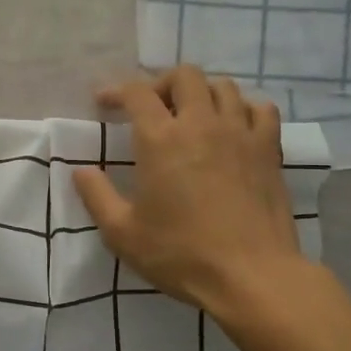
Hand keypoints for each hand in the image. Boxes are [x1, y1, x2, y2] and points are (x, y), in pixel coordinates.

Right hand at [71, 66, 305, 315]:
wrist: (251, 275)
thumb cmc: (181, 255)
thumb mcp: (122, 233)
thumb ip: (97, 196)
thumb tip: (81, 171)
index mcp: (160, 140)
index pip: (137, 93)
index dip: (117, 90)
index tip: (105, 102)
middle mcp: (201, 124)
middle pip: (185, 76)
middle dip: (163, 84)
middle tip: (152, 108)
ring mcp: (240, 133)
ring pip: (223, 86)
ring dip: (202, 93)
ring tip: (192, 116)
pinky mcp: (269, 149)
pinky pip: (261, 109)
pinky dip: (244, 108)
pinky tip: (235, 127)